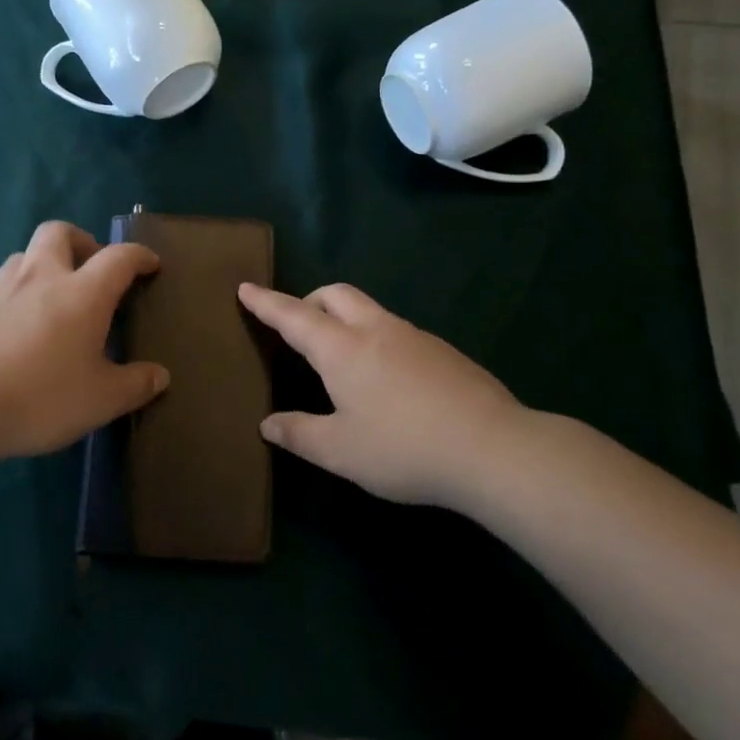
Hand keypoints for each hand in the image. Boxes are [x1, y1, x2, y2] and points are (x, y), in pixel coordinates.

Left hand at [0, 221, 167, 458]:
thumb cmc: (40, 396)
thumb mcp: (101, 400)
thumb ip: (134, 385)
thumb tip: (159, 376)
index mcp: (82, 293)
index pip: (118, 258)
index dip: (139, 256)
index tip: (150, 265)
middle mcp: (41, 279)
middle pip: (59, 233)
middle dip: (82, 240)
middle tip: (93, 270)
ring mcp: (0, 292)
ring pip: (25, 255)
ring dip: (45, 264)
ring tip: (55, 297)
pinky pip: (1, 288)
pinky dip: (18, 296)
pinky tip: (20, 331)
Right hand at [238, 281, 541, 510]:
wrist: (494, 448)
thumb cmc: (404, 449)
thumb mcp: (340, 452)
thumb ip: (299, 434)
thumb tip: (268, 423)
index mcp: (343, 349)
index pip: (294, 316)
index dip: (266, 302)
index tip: (245, 287)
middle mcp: (376, 331)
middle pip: (335, 294)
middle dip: (308, 300)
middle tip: (296, 325)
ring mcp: (414, 337)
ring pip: (369, 309)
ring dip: (344, 317)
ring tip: (339, 356)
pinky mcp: (443, 351)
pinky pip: (395, 330)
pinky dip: (374, 338)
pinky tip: (386, 379)